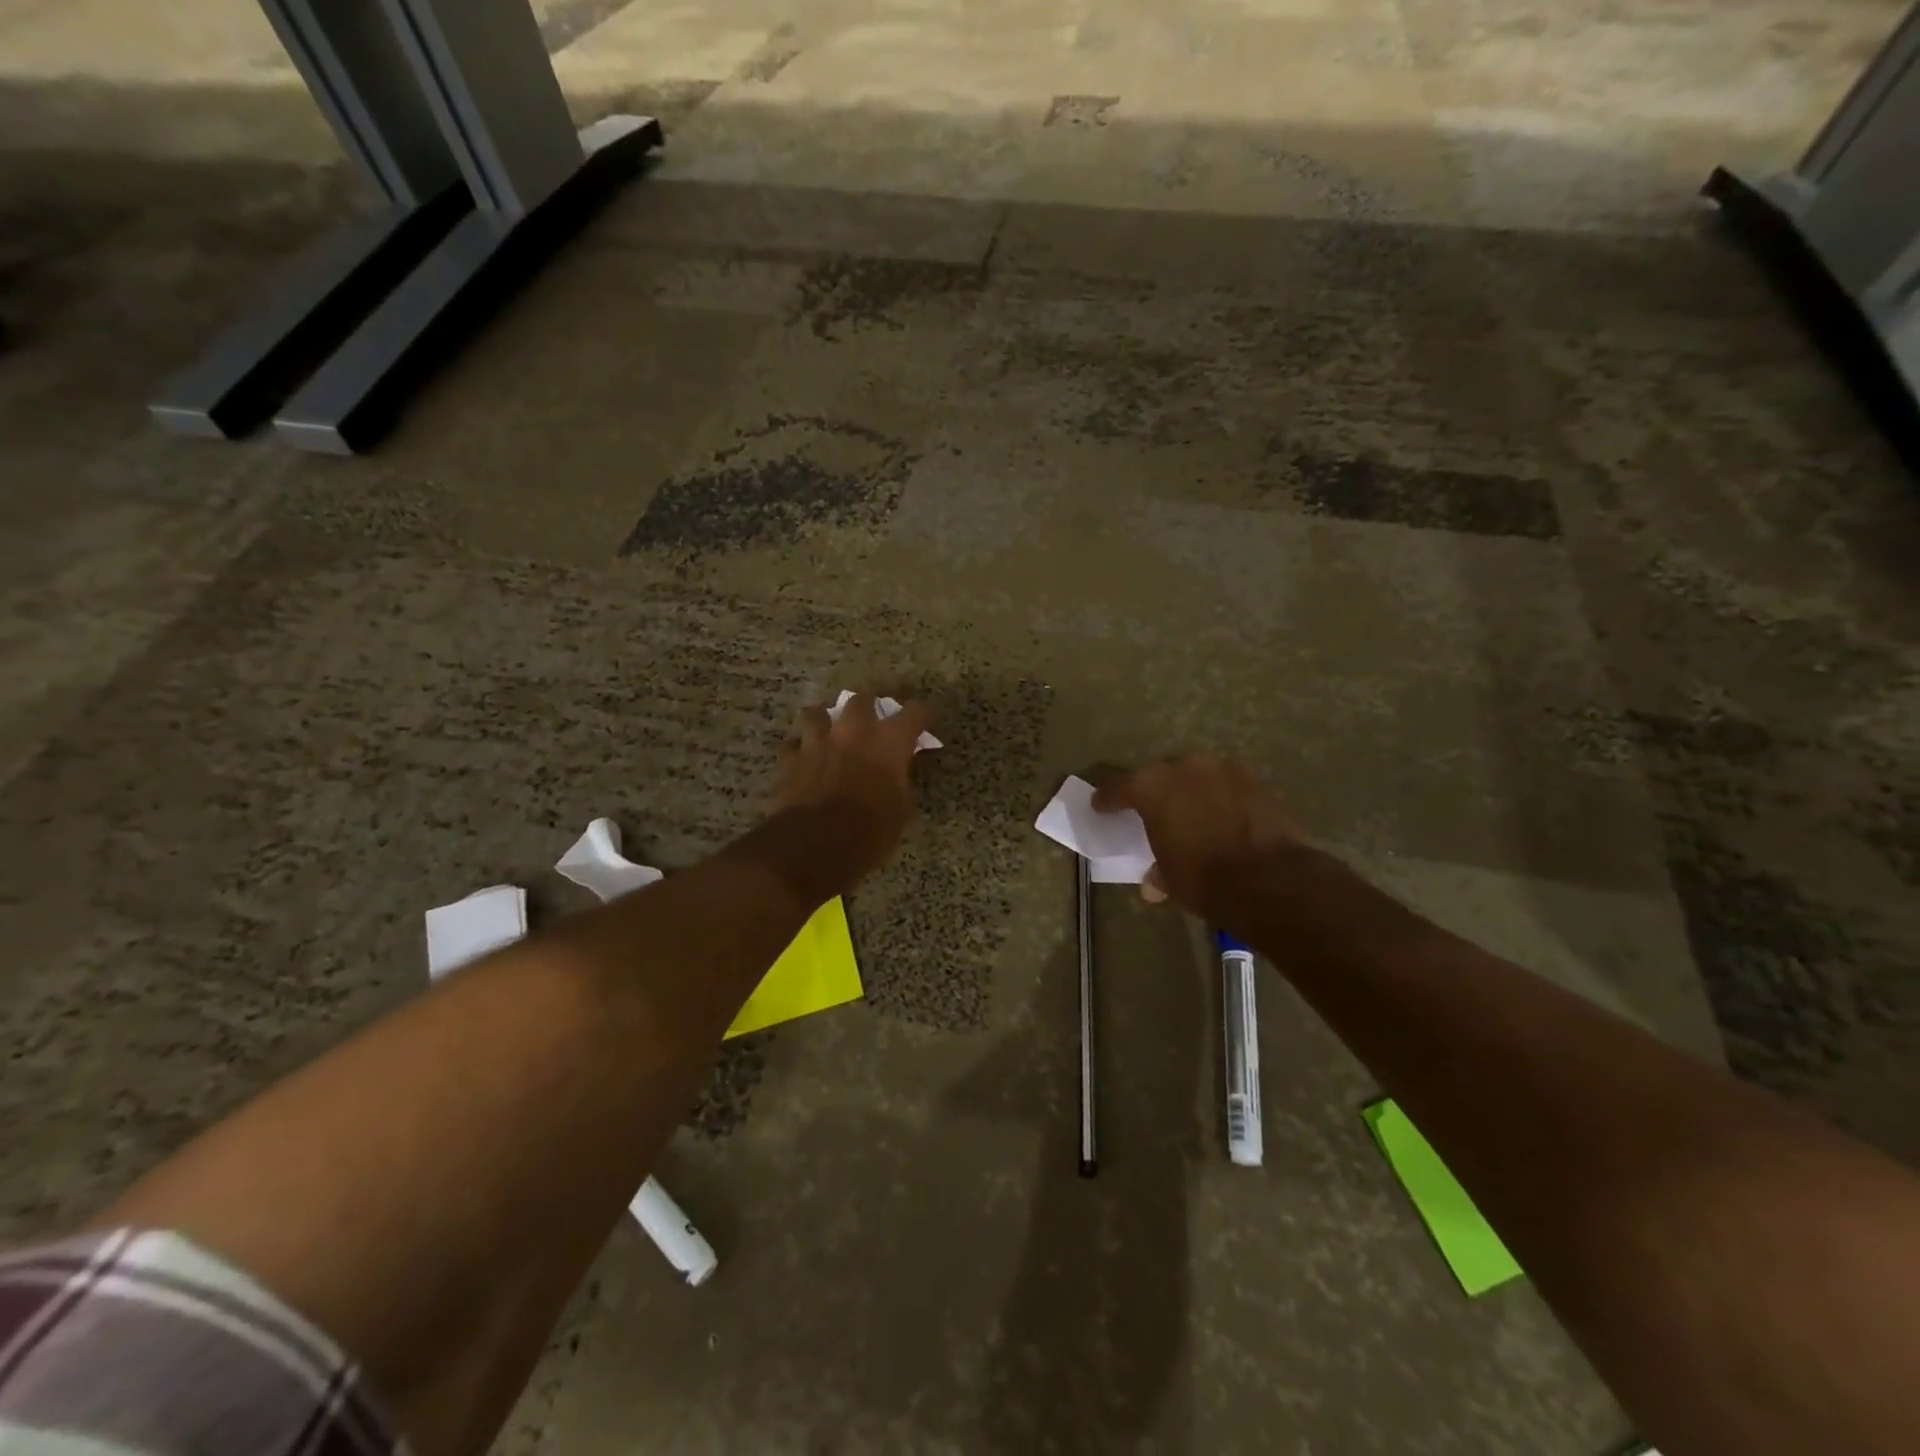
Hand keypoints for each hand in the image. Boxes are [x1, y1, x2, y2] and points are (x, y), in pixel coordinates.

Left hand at [768, 694, 933, 893]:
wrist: (814, 846)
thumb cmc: (870, 832)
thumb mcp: (900, 810)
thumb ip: (899, 781)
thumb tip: (896, 773)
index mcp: (889, 741)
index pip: (915, 712)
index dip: (922, 714)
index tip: (924, 718)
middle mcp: (854, 731)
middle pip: (862, 699)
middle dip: (868, 706)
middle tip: (871, 721)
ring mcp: (817, 741)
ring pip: (816, 713)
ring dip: (825, 721)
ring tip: (827, 733)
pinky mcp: (789, 759)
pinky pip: (793, 744)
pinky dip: (799, 750)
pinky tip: (802, 760)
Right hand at [1089, 754, 1307, 919]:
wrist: (1271, 880)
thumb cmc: (1204, 879)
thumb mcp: (1170, 878)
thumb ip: (1157, 870)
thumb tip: (1153, 881)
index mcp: (1150, 787)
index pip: (1118, 787)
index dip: (1107, 798)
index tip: (1101, 806)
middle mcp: (1183, 767)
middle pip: (1158, 774)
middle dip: (1153, 791)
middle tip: (1151, 810)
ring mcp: (1221, 768)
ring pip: (1195, 774)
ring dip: (1189, 790)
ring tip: (1190, 812)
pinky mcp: (1253, 779)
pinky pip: (1224, 783)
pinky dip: (1219, 796)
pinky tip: (1221, 816)